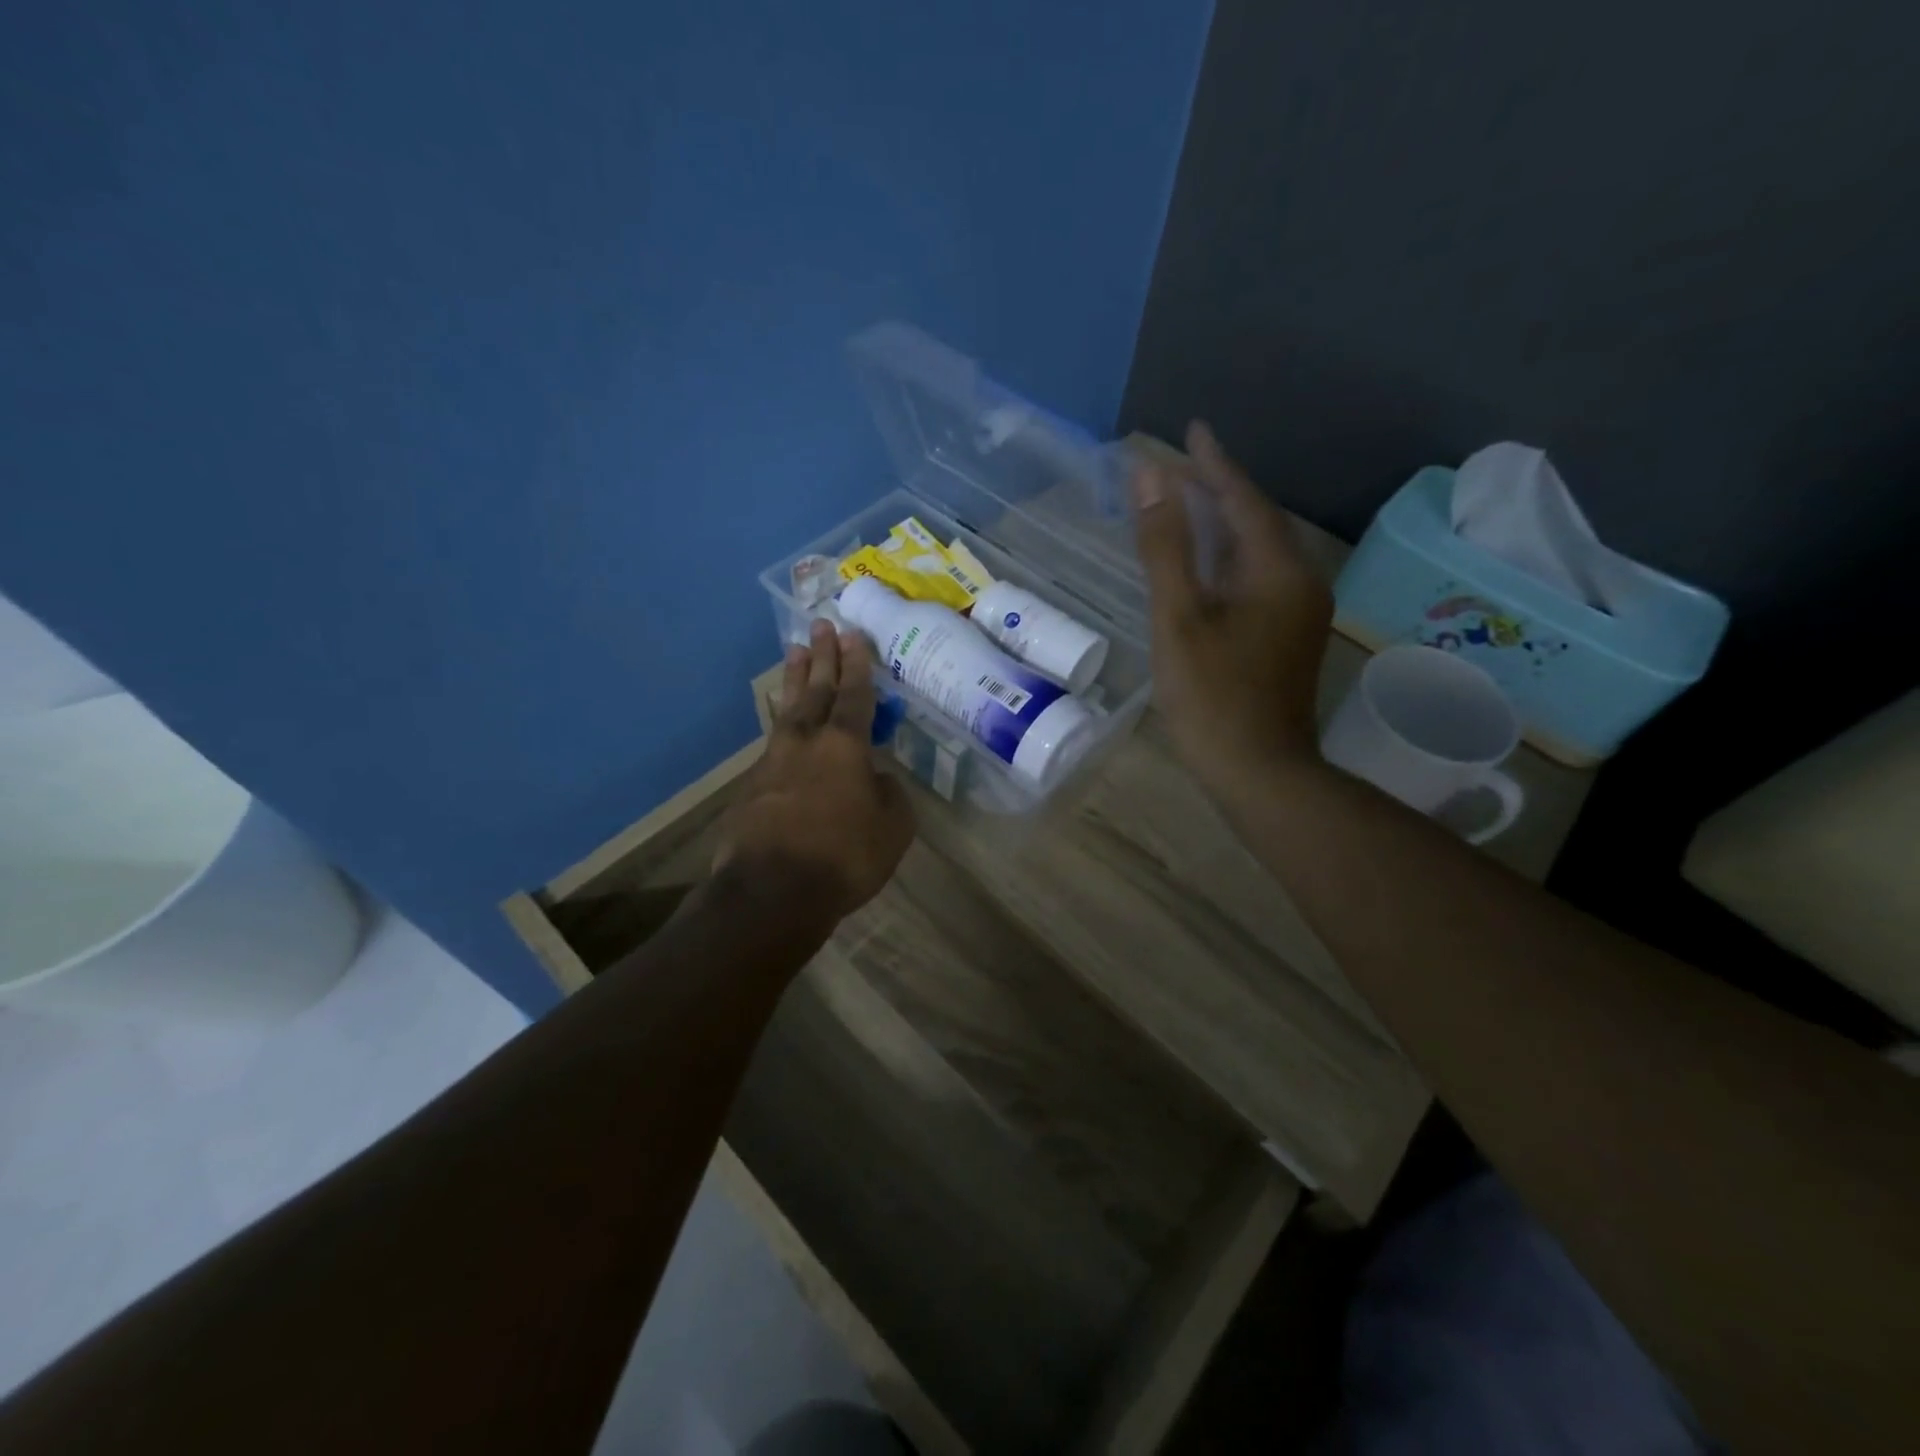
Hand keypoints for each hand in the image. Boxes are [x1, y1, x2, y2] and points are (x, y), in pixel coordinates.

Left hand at [714, 620, 915, 924]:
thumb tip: (875, 779)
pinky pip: (773, 743)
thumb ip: (889, 794)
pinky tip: (785, 726)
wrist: (771, 890)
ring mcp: (773, 762)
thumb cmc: (844, 856)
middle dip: (822, 657)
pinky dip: (782, 725)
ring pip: (788, 710)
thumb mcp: (892, 828)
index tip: (853, 634)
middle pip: (816, 689)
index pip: (855, 695)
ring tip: (795, 651)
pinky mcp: (752, 786)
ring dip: (794, 679)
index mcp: (845, 746)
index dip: (857, 664)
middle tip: (821, 624)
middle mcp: (806, 742)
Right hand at [1132, 421, 1333, 797]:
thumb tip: (1150, 476)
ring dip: (1223, 525)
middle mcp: (1300, 581)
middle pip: (1256, 521)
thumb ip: (1165, 545)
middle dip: (1218, 490)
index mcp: (1277, 570)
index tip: (1190, 430)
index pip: (1244, 498)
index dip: (1213, 463)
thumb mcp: (1178, 617)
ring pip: (1258, 552)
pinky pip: (1259, 579)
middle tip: (1180, 466)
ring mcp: (1299, 612)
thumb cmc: (1211, 696)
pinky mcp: (1289, 637)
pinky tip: (1207, 565)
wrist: (1260, 771)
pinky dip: (1229, 560)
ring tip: (1188, 504)